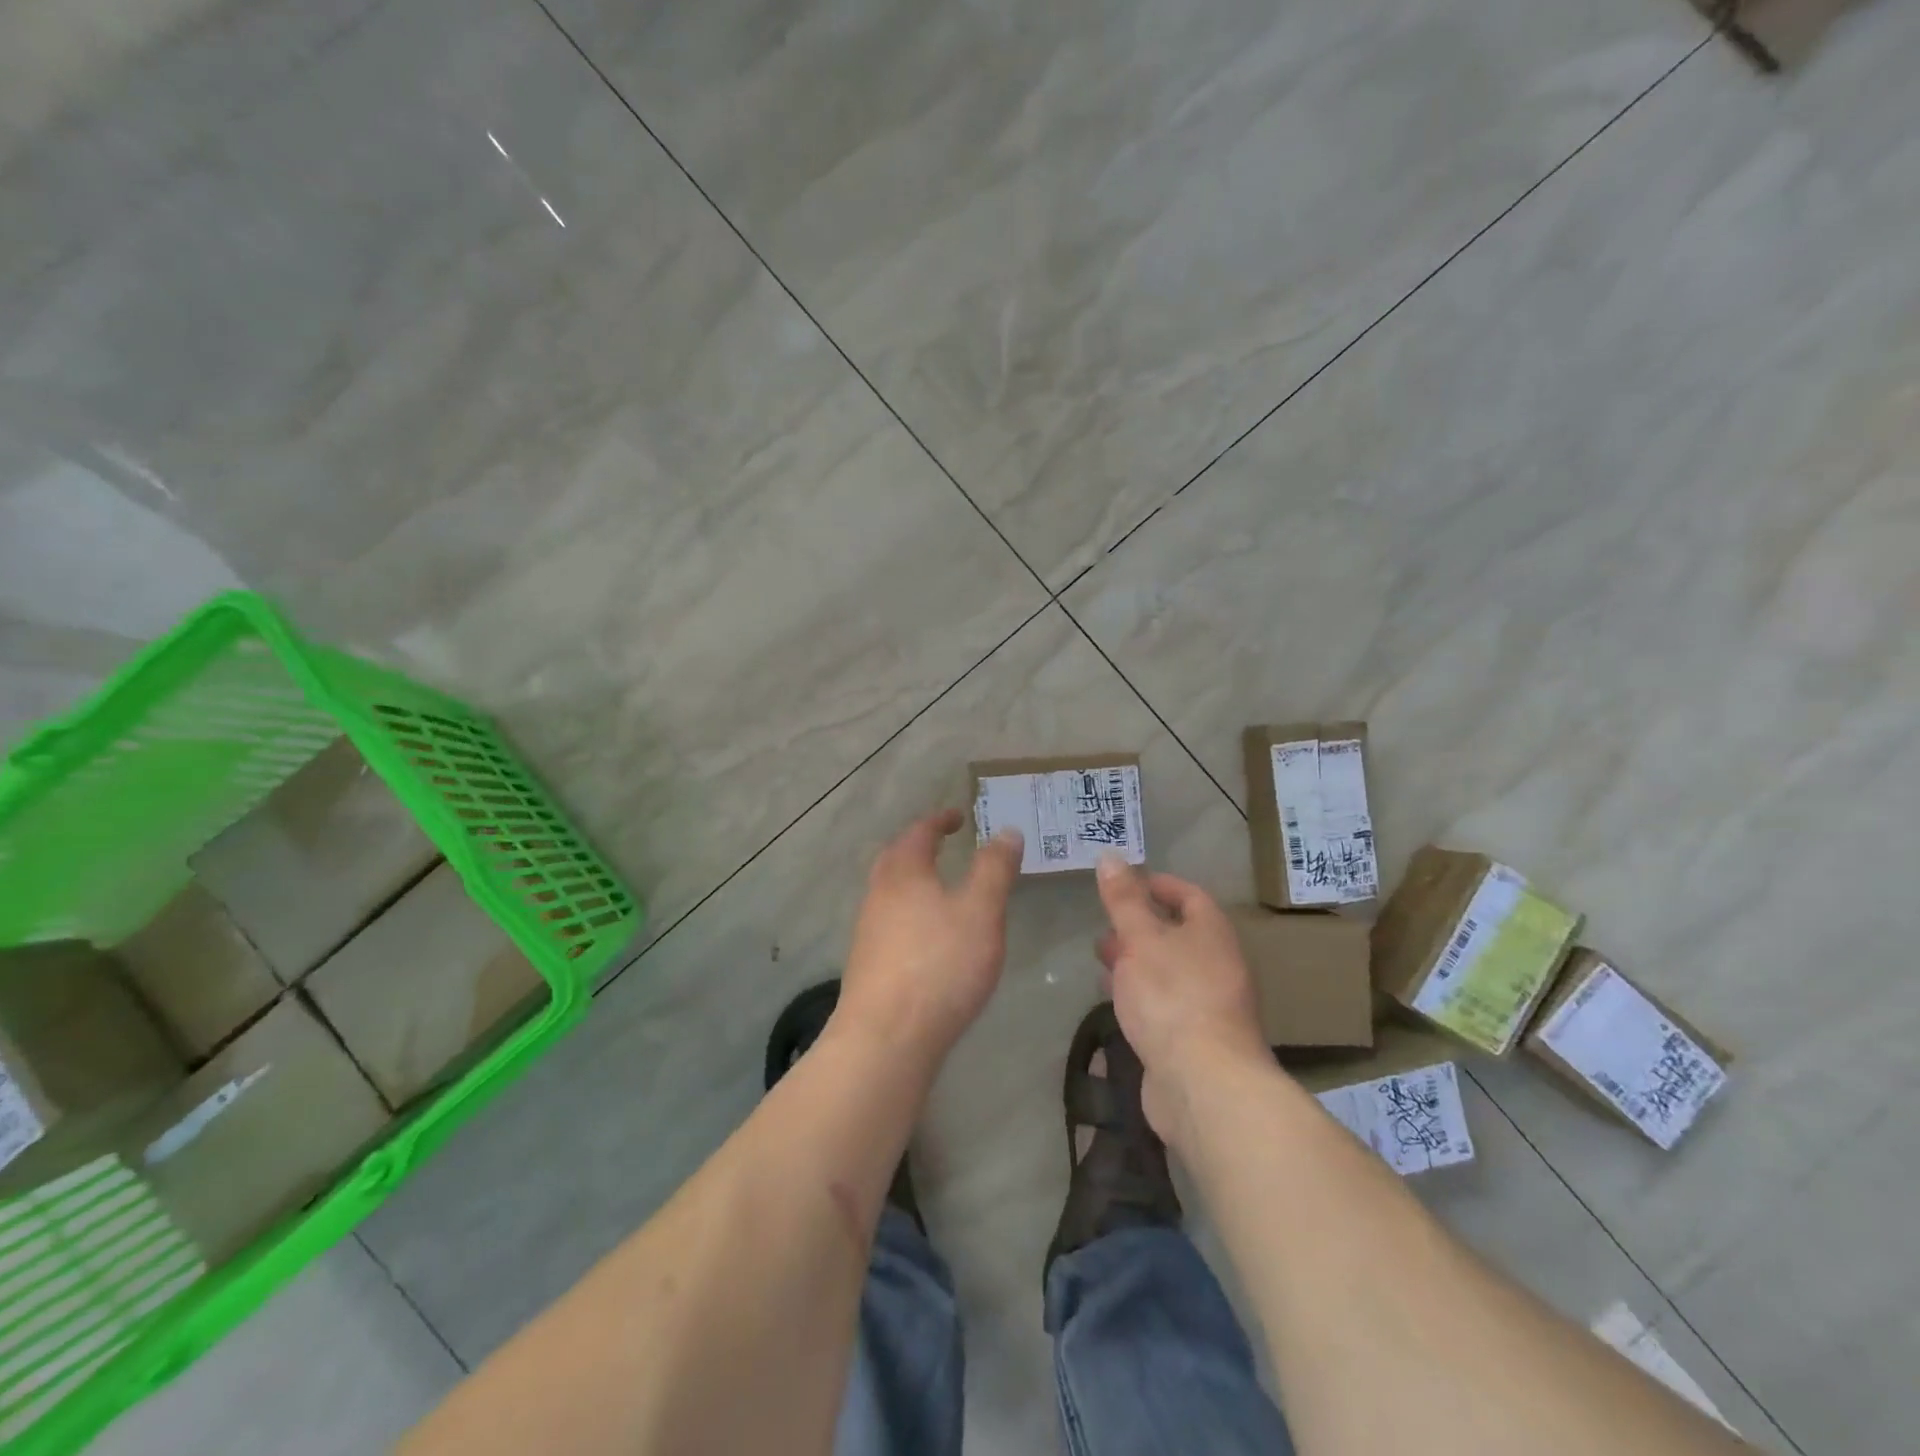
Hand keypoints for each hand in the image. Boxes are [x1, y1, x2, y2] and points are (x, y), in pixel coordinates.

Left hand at [835, 809, 1023, 1060]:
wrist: (886, 1038)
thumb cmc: (940, 964)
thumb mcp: (981, 911)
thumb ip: (994, 869)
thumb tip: (1006, 831)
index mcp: (904, 873)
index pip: (919, 832)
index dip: (939, 820)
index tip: (958, 816)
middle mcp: (878, 895)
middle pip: (895, 859)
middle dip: (919, 847)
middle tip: (942, 845)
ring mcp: (868, 932)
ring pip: (890, 893)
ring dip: (913, 882)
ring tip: (941, 891)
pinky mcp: (868, 966)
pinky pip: (890, 923)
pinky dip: (910, 914)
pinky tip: (928, 938)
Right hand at [1094, 855, 1270, 1144]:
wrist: (1204, 1084)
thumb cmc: (1172, 997)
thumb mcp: (1140, 938)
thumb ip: (1124, 900)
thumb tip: (1111, 857)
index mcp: (1212, 934)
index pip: (1190, 896)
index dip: (1159, 884)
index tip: (1128, 881)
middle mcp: (1217, 965)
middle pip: (1179, 934)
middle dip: (1141, 925)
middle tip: (1106, 923)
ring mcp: (1209, 1006)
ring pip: (1169, 971)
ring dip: (1137, 961)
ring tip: (1101, 960)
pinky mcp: (1195, 1040)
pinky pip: (1165, 1004)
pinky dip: (1141, 994)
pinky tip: (1116, 1001)